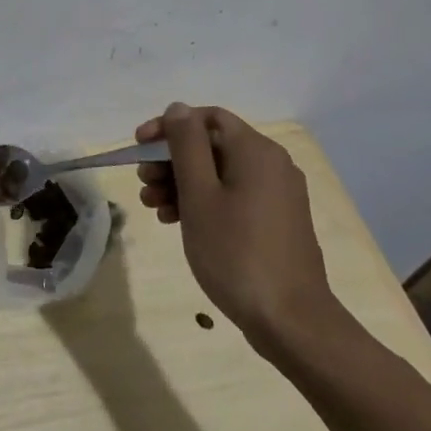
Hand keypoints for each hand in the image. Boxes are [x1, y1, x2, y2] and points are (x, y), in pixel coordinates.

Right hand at [136, 103, 343, 355]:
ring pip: (219, 173)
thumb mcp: (199, 194)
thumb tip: (178, 108)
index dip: (168, 126)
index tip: (139, 147)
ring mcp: (277, 195)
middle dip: (171, 160)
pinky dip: (203, 201)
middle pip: (211, 145)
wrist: (291, 322)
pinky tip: (178, 221)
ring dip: (182, 183)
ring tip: (154, 207)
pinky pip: (233, 195)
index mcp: (255, 151)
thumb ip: (186, 145)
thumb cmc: (236, 252)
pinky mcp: (276, 221)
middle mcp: (272, 164)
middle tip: (143, 183)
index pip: (206, 117)